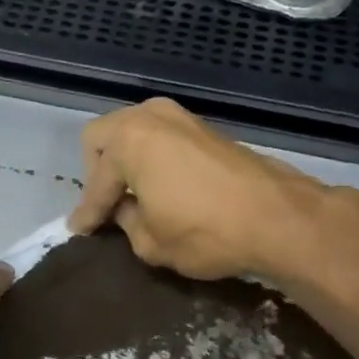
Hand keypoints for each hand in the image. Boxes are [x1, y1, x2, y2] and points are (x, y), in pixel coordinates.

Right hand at [68, 98, 327, 280]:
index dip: (87, 211)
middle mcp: (149, 117)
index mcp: (128, 141)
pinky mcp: (204, 127)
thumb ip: (125, 222)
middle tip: (107, 205)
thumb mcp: (150, 242)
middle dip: (99, 172)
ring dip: (126, 161)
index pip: (96, 181)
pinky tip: (160, 186)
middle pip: (104, 138)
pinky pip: (160, 138)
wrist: (279, 218)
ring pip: (133, 132)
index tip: (79, 230)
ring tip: (132, 196)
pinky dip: (151, 158)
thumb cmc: (206, 232)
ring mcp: (180, 117)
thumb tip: (122, 211)